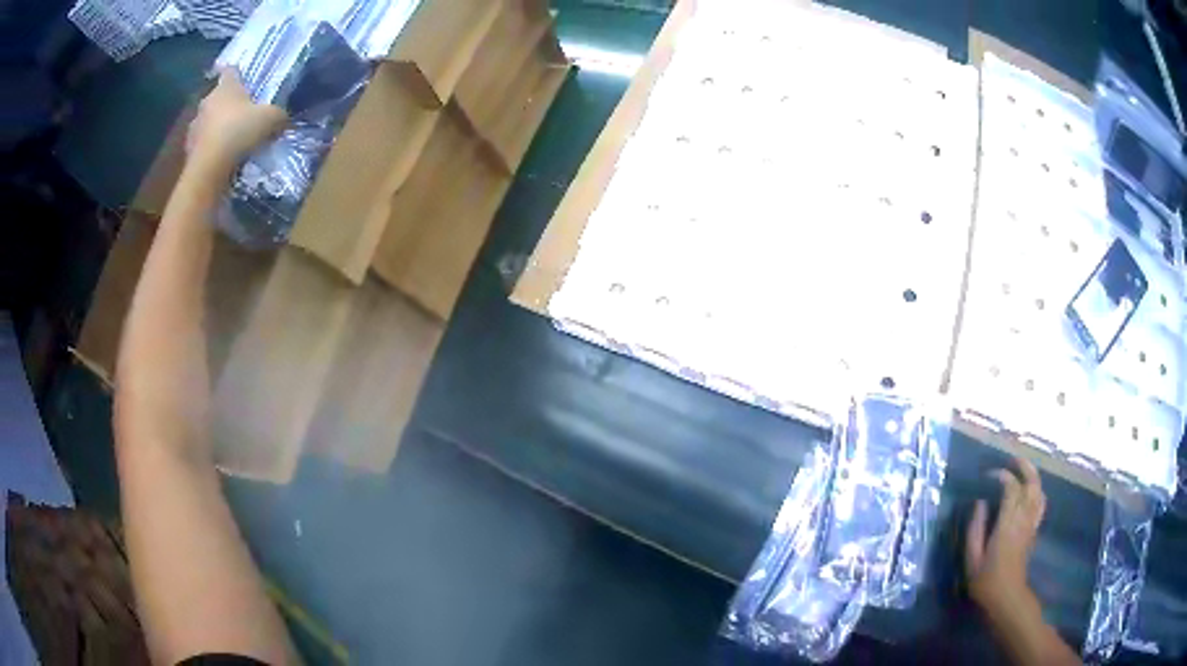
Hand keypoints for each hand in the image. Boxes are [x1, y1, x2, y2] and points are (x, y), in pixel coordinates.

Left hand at [186, 68, 287, 177]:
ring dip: (216, 127)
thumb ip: (278, 114)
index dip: (237, 74)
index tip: (243, 81)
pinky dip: (210, 147)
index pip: (230, 70)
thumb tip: (282, 118)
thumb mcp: (271, 119)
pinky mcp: (188, 149)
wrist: (210, 168)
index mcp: (226, 87)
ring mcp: (194, 125)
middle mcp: (207, 101)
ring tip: (230, 140)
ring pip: (208, 120)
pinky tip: (221, 157)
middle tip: (241, 115)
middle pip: (218, 97)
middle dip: (228, 104)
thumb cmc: (239, 131)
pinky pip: (202, 143)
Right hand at [965, 456, 1046, 619]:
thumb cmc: (986, 581)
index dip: (1002, 476)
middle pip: (1031, 484)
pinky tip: (1030, 492)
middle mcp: (1023, 519)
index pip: (1011, 488)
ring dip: (1033, 477)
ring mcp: (1031, 524)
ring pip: (1039, 491)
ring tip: (1022, 470)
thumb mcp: (972, 559)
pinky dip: (1037, 492)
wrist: (1006, 597)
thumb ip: (975, 529)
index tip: (988, 475)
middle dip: (1024, 467)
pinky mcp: (1034, 530)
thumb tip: (979, 503)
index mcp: (1007, 524)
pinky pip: (1041, 504)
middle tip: (1013, 459)